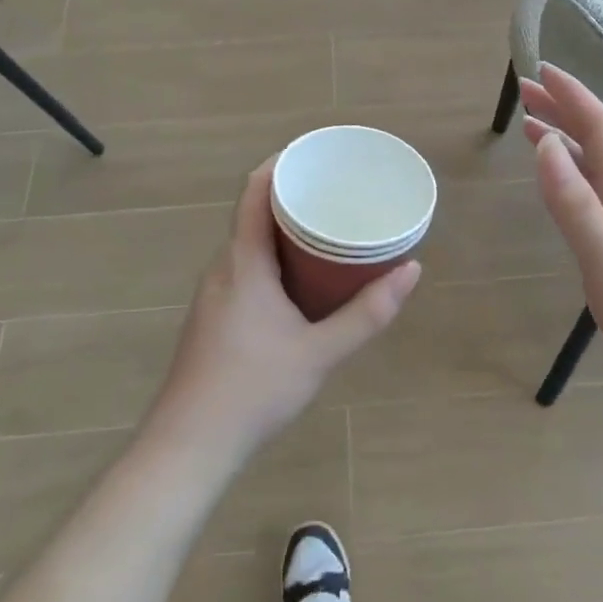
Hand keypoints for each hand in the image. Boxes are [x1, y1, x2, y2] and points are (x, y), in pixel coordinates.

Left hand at [145, 159, 420, 462]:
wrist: (190, 445)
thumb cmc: (254, 389)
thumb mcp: (321, 352)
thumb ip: (368, 313)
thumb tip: (412, 270)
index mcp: (243, 262)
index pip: (256, 191)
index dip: (282, 163)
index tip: (317, 156)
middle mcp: (223, 268)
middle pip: (255, 214)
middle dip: (294, 198)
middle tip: (338, 195)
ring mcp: (213, 293)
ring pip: (250, 245)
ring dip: (285, 232)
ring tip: (328, 232)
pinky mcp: (213, 317)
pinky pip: (246, 269)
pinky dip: (275, 260)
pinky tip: (301, 282)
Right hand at [523, 64, 602, 413]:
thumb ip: (575, 203)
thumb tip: (546, 144)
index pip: (601, 129)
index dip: (571, 97)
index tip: (539, 71)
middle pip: (599, 142)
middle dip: (563, 112)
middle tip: (525, 92)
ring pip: (598, 169)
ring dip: (566, 142)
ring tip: (534, 129)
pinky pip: (598, 197)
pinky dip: (574, 178)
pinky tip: (565, 187)